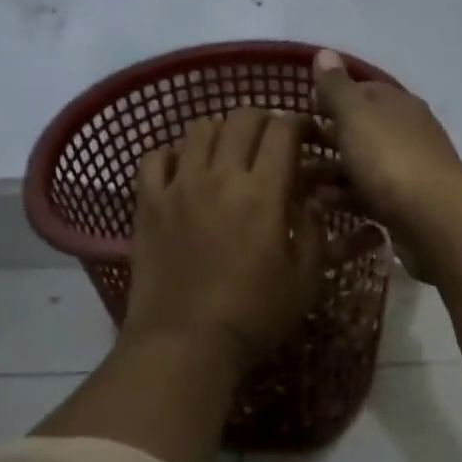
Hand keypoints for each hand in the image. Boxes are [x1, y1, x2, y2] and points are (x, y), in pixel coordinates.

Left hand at [122, 108, 327, 376]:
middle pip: (242, 118)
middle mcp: (220, 176)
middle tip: (272, 141)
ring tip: (229, 152)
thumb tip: (311, 200)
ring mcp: (179, 187)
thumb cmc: (254, 315)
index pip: (283, 130)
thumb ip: (314, 231)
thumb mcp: (306, 279)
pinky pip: (155, 157)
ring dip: (221, 131)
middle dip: (264, 120)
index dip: (300, 123)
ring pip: (199, 128)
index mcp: (263, 192)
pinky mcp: (148, 204)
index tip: (308, 135)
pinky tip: (185, 170)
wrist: (185, 343)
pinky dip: (174, 153)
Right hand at [313, 49, 461, 275]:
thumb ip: (337, 88)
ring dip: (330, 170)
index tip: (304, 109)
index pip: (363, 91)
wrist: (435, 219)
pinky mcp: (404, 204)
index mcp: (398, 105)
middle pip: (361, 130)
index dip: (332, 97)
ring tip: (297, 179)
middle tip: (293, 148)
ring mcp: (407, 170)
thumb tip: (325, 52)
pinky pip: (367, 195)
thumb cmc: (390, 159)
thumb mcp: (357, 117)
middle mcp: (406, 133)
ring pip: (362, 164)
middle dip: (328, 137)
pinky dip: (344, 196)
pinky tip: (319, 204)